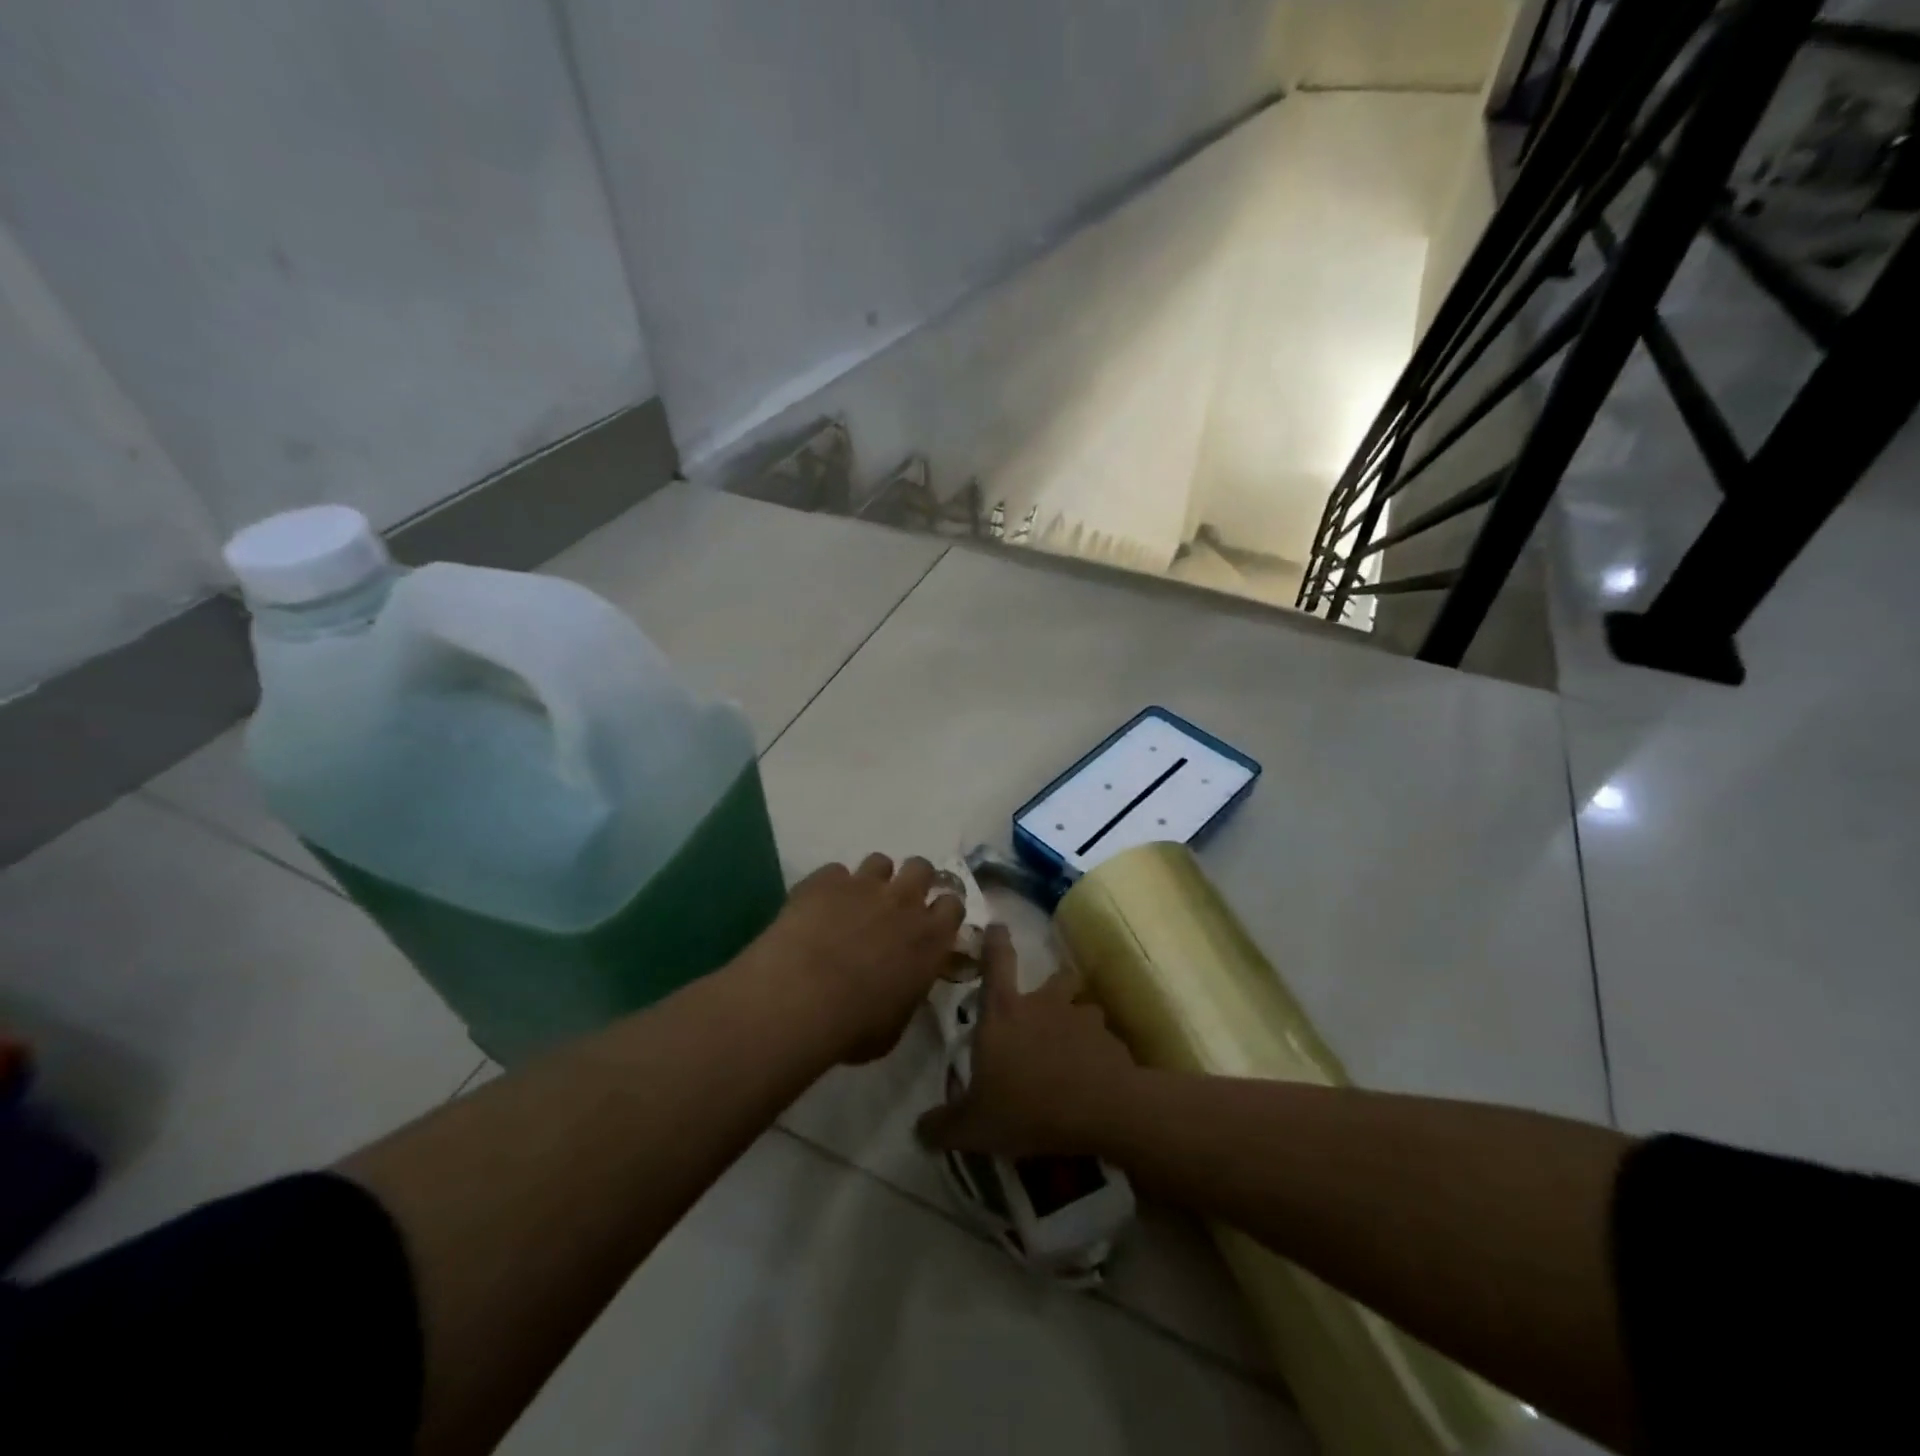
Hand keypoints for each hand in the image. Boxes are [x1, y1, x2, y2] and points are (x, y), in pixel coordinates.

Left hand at [752, 854, 965, 1064]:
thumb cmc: (854, 1025)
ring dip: (873, 879)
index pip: (953, 905)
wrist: (800, 999)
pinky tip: (817, 908)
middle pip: (921, 868)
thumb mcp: (896, 1023)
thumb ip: (908, 991)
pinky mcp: (825, 879)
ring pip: (880, 861)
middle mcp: (904, 901)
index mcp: (930, 938)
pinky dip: (830, 887)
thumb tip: (903, 985)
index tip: (930, 922)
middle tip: (896, 904)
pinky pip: (834, 871)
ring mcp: (864, 885)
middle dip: (912, 880)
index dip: (941, 910)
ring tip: (855, 902)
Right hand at [916, 924, 1139, 1157]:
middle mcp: (1044, 1004)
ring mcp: (1082, 1018)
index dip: (995, 940)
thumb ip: (945, 1125)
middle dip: (1053, 986)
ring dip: (1078, 1022)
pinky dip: (1100, 1054)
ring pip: (1083, 1008)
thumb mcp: (975, 1125)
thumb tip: (919, 1130)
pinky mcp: (1112, 1041)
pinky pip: (1104, 1041)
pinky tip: (1096, 1079)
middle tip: (1048, 1009)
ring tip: (1075, 1049)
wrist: (1100, 1110)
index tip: (998, 925)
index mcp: (1004, 1012)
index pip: (997, 961)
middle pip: (1054, 977)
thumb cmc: (1027, 1106)